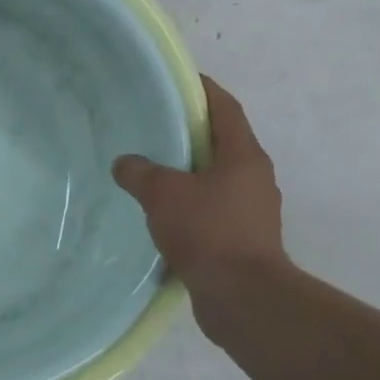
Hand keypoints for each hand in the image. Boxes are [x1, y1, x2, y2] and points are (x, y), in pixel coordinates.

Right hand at [112, 76, 287, 299]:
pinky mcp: (245, 239)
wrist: (242, 296)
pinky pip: (214, 208)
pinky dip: (192, 204)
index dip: (205, 91)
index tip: (181, 82)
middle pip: (223, 143)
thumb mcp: (162, 194)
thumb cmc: (208, 231)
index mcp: (244, 156)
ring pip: (218, 179)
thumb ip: (139, 172)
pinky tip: (165, 213)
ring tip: (155, 171)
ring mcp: (253, 211)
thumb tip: (125, 163)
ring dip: (191, 172)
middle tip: (156, 127)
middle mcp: (255, 178)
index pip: (226, 109)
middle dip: (193, 134)